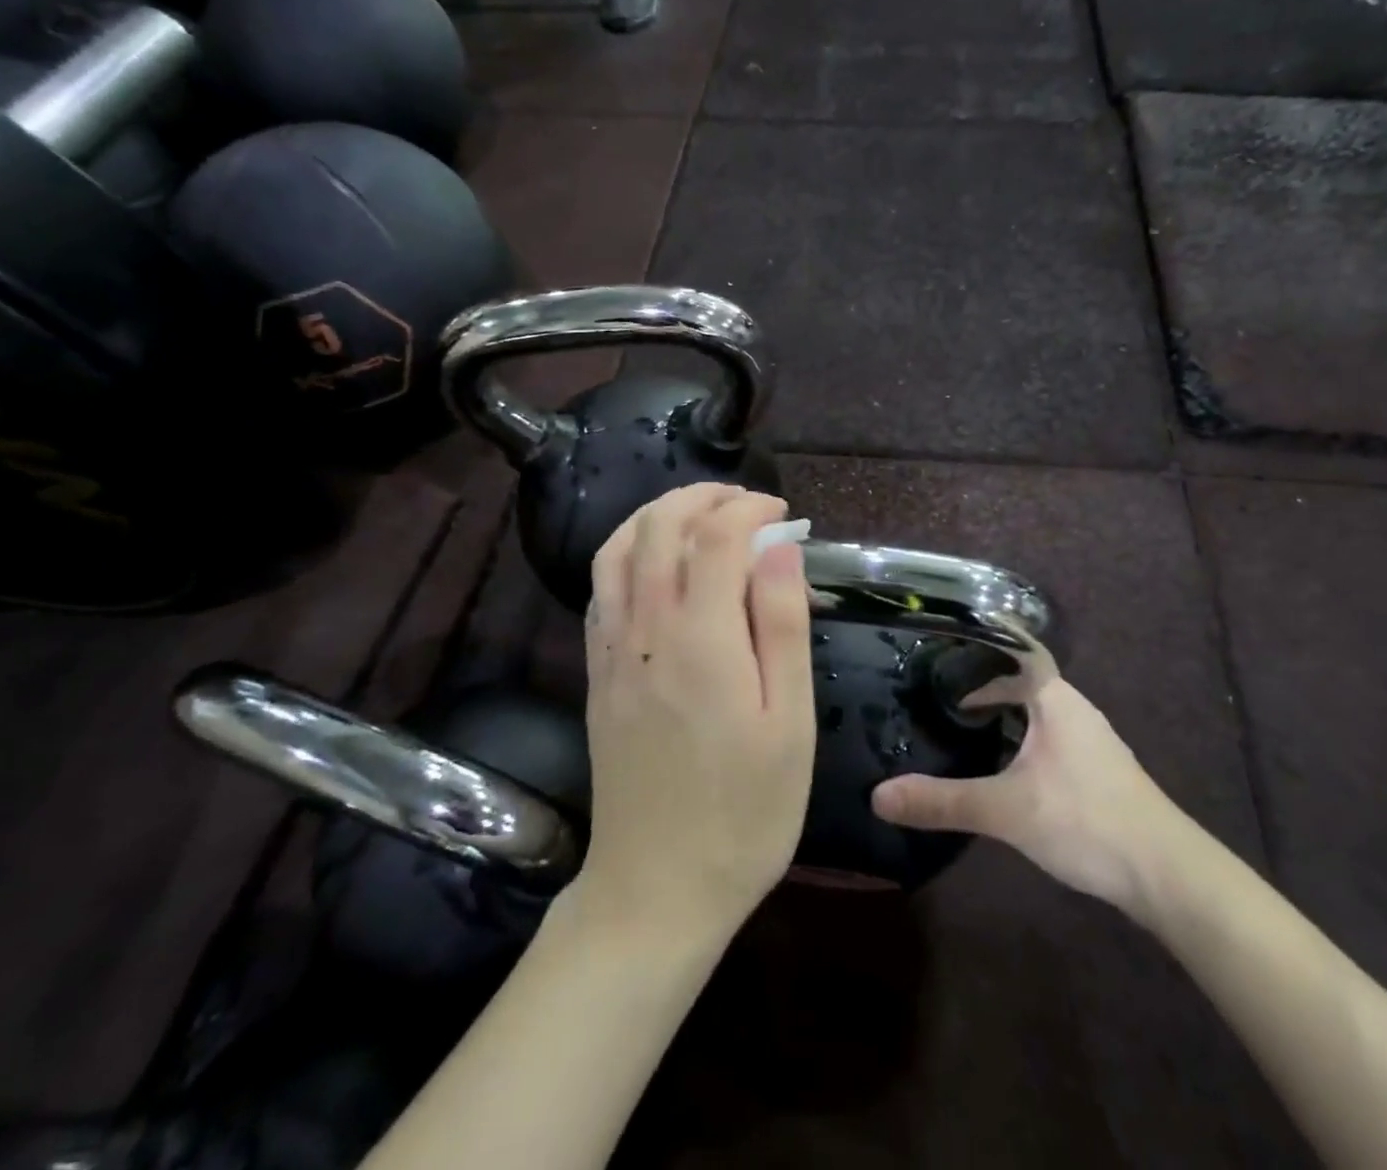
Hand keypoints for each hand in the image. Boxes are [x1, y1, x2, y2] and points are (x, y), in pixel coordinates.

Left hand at [574, 484, 816, 945]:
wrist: (657, 890)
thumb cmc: (745, 812)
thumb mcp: (789, 723)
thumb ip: (781, 624)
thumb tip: (779, 547)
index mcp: (701, 638)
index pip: (716, 535)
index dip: (750, 509)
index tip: (783, 513)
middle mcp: (646, 629)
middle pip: (657, 526)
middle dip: (702, 496)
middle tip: (746, 504)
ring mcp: (612, 650)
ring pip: (616, 549)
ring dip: (657, 516)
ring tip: (699, 518)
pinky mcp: (597, 673)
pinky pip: (600, 588)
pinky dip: (628, 553)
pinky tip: (658, 567)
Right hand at [871, 675, 1195, 930]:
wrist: (1168, 876)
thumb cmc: (1087, 821)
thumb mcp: (1006, 810)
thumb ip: (942, 800)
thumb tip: (878, 796)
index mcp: (1053, 696)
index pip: (1009, 648)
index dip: (973, 644)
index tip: (932, 647)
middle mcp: (1072, 707)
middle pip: (1017, 680)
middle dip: (976, 683)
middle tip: (927, 689)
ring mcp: (1087, 740)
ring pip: (1031, 712)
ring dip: (997, 714)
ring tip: (951, 720)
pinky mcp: (1093, 771)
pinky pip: (1043, 738)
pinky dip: (1015, 740)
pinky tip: (995, 764)